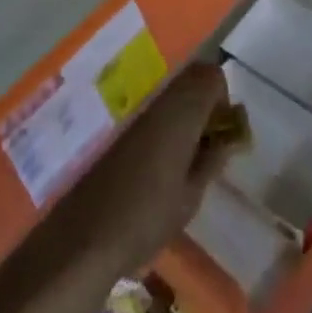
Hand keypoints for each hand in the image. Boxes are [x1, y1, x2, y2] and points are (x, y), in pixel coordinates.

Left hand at [55, 63, 228, 276]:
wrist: (83, 237)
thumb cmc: (147, 218)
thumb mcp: (191, 196)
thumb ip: (212, 159)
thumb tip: (228, 137)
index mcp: (182, 112)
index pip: (211, 75)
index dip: (224, 97)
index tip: (222, 132)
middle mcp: (159, 102)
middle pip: (191, 77)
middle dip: (206, 101)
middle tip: (209, 143)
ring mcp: (137, 113)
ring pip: (172, 94)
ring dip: (186, 113)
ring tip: (188, 157)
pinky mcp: (120, 128)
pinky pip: (154, 110)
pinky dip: (167, 124)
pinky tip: (162, 163)